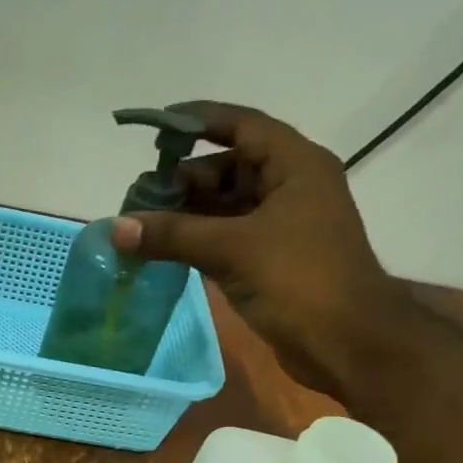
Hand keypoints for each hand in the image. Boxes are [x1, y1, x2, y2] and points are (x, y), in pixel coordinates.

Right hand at [109, 102, 402, 391]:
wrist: (345, 342)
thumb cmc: (299, 280)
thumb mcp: (233, 249)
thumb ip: (173, 235)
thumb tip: (116, 227)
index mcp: (295, 165)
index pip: (242, 126)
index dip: (199, 121)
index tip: (155, 126)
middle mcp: (289, 187)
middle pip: (228, 168)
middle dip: (183, 179)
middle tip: (138, 197)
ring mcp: (281, 226)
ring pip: (225, 207)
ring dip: (186, 214)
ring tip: (142, 225)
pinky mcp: (271, 260)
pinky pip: (226, 238)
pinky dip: (197, 241)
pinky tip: (164, 250)